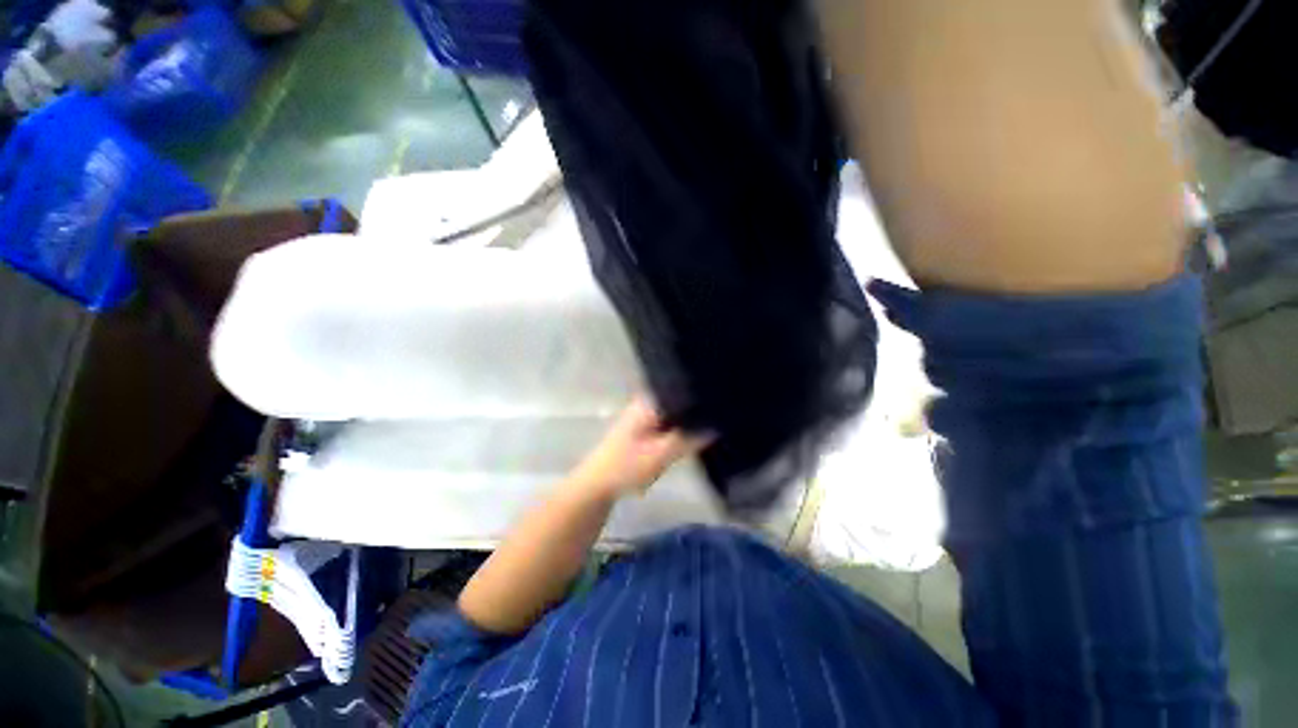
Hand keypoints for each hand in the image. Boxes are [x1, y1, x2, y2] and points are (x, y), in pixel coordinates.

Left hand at [571, 397, 711, 499]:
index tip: (724, 399)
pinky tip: (697, 433)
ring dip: (691, 419)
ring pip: (677, 412)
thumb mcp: (660, 455)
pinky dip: (682, 428)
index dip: (703, 393)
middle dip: (700, 407)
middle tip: (724, 413)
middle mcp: (648, 402)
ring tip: (717, 421)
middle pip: (681, 399)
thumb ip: (689, 439)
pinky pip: (670, 422)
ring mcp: (646, 414)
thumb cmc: (626, 467)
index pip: (682, 387)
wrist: (597, 485)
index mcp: (650, 401)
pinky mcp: (645, 427)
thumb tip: (717, 425)